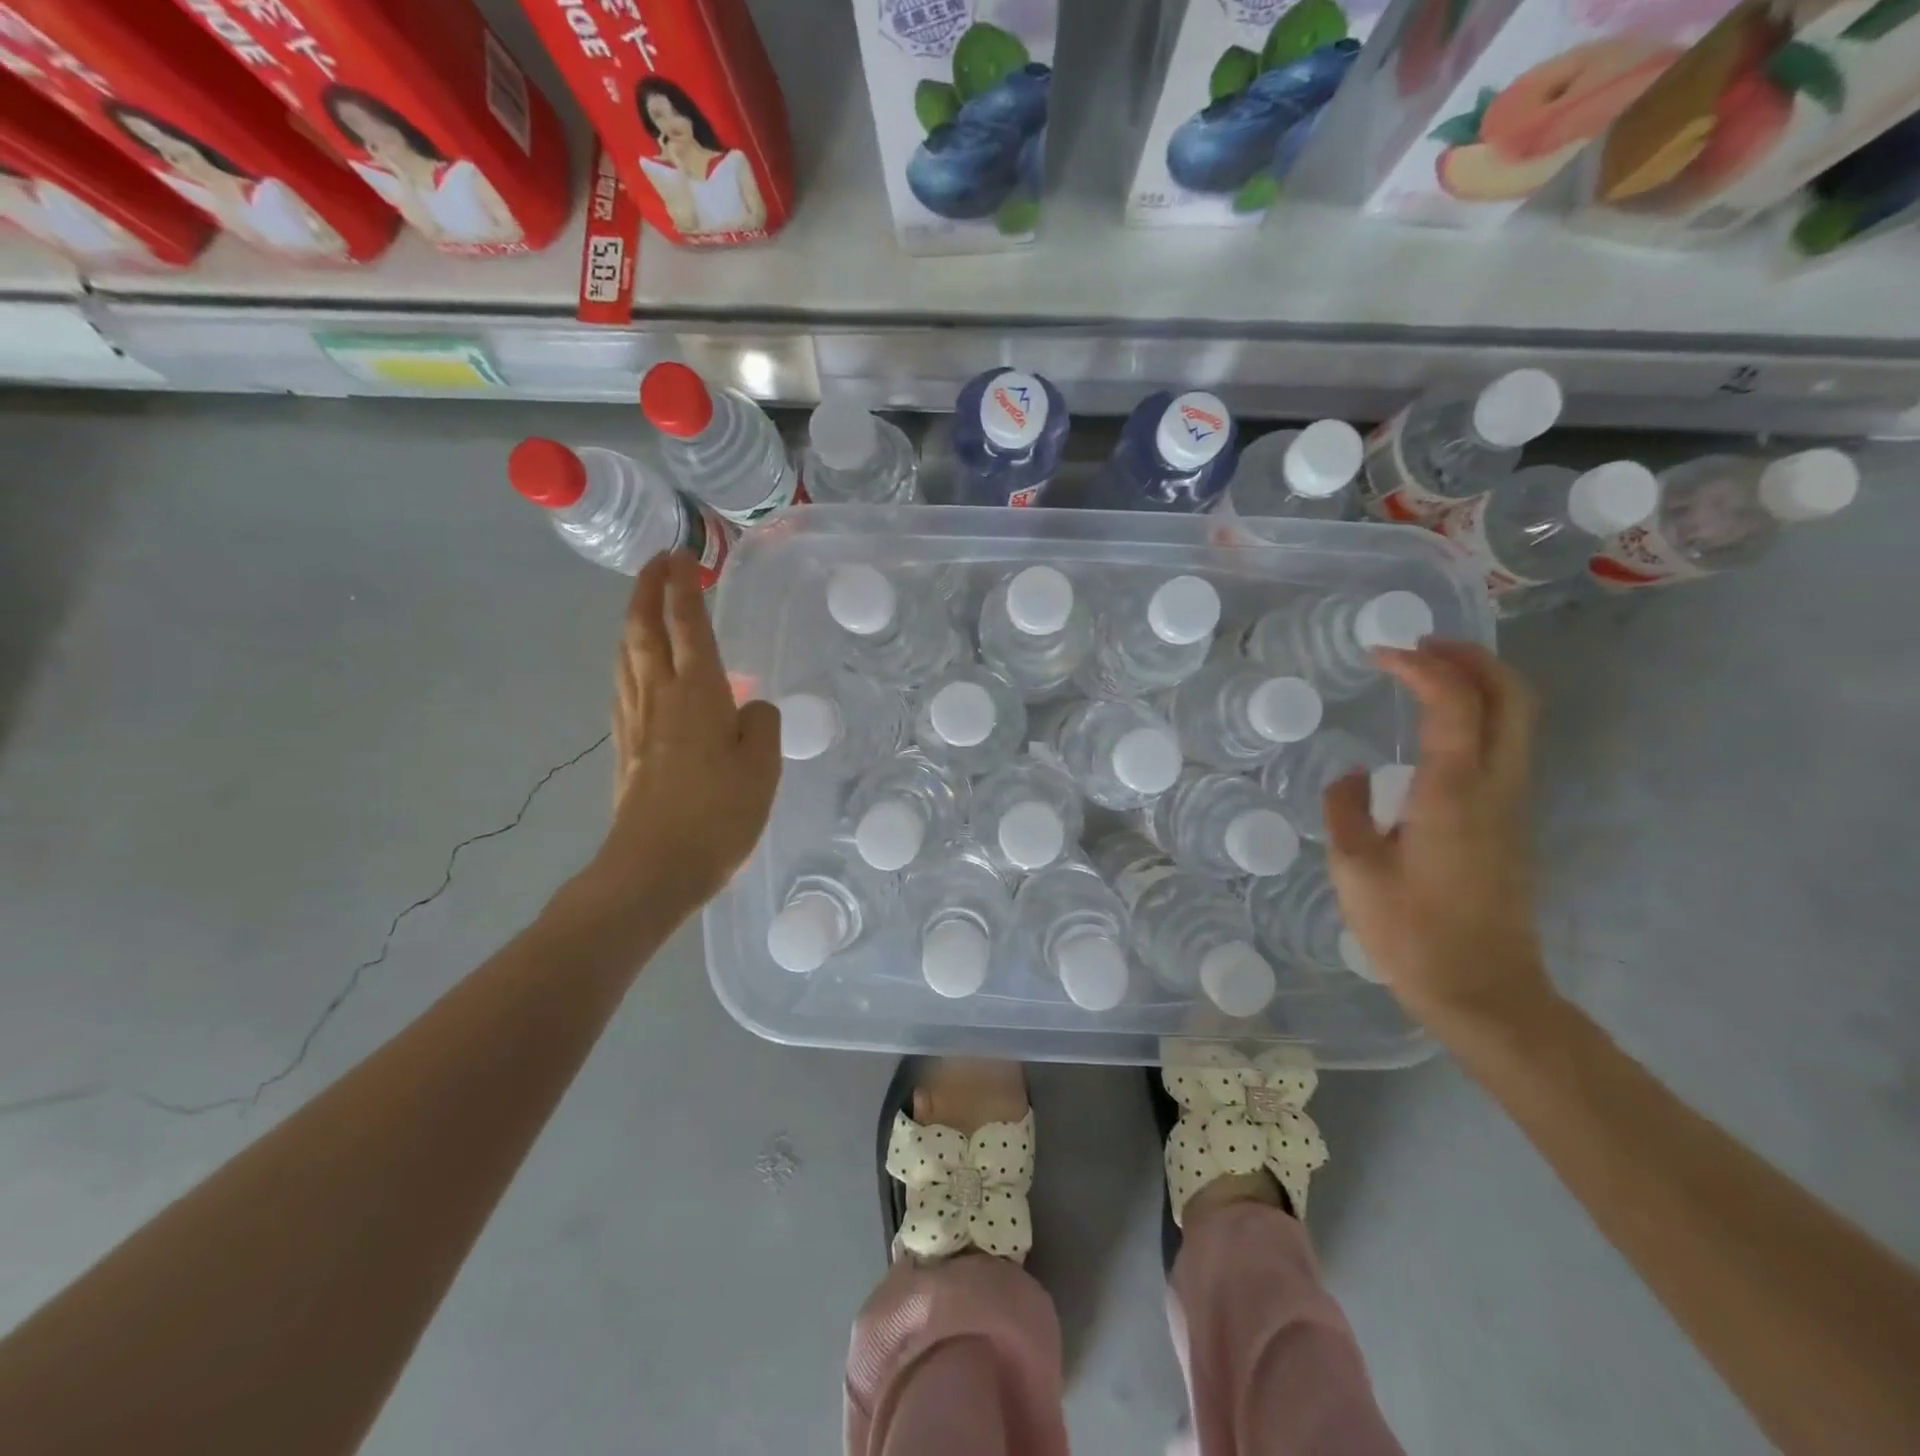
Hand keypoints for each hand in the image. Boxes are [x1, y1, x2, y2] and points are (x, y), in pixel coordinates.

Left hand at [591, 553, 780, 910]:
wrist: (655, 867)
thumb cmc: (718, 815)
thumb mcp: (762, 767)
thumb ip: (761, 724)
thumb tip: (750, 706)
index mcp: (698, 693)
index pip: (688, 625)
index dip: (683, 587)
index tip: (683, 556)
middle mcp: (659, 696)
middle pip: (645, 629)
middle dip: (648, 589)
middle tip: (658, 562)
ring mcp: (635, 721)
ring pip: (628, 655)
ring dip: (634, 620)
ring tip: (645, 603)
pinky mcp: (625, 747)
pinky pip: (624, 685)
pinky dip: (630, 659)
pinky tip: (637, 667)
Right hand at [1323, 642, 1552, 1037]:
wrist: (1483, 991)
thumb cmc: (1410, 931)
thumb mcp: (1354, 869)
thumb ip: (1346, 809)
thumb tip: (1354, 774)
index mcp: (1453, 792)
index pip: (1453, 702)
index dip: (1420, 666)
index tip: (1379, 654)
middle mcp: (1496, 787)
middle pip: (1512, 696)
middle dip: (1472, 657)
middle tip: (1421, 646)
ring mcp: (1513, 803)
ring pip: (1518, 718)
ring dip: (1479, 682)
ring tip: (1426, 674)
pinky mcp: (1511, 822)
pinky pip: (1507, 744)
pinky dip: (1479, 714)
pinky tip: (1436, 727)